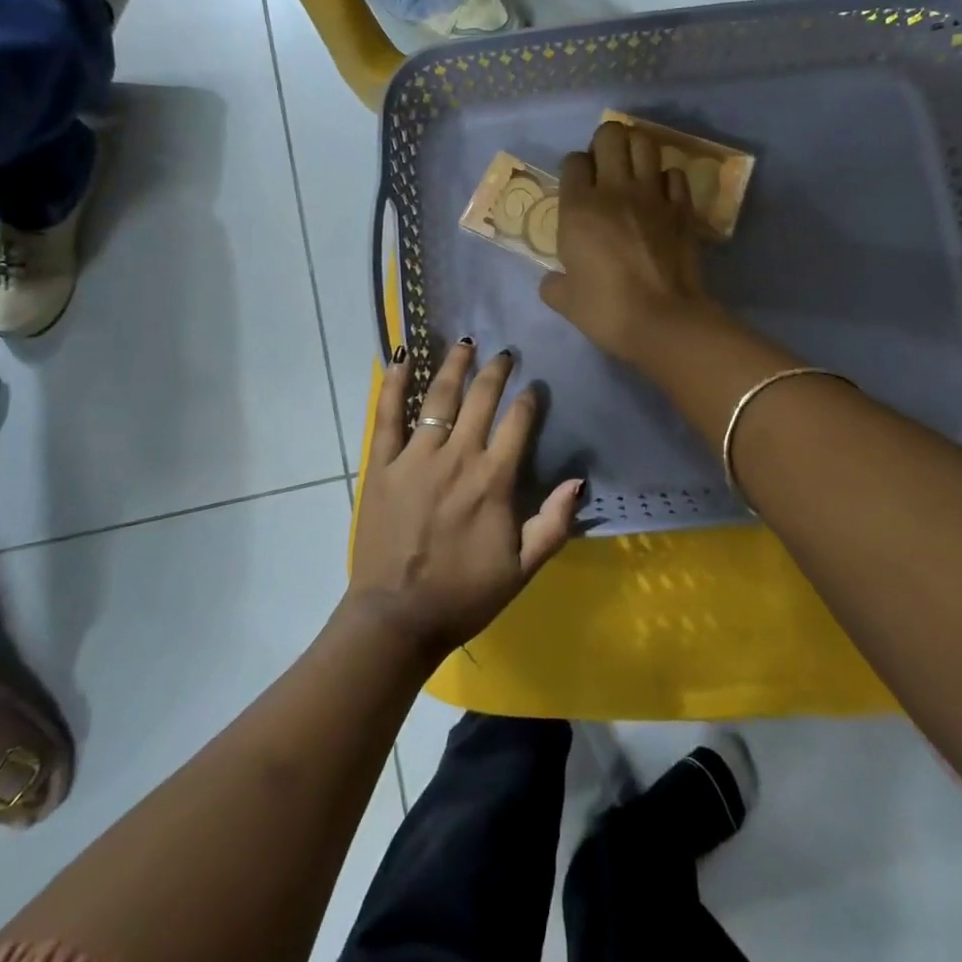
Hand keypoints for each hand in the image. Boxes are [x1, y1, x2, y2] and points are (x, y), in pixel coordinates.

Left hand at [346, 340, 582, 660]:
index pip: (517, 423)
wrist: (397, 618)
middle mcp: (457, 457)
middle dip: (496, 371)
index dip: (529, 399)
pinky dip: (393, 384)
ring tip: (464, 343)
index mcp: (493, 481)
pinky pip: (387, 415)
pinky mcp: (383, 465)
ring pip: (438, 397)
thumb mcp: (522, 570)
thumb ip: (553, 524)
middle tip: (504, 352)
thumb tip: (578, 481)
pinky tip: (400, 357)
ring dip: (453, 366)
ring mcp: (416, 457)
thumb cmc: (464, 595)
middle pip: (480, 400)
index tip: (534, 386)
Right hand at [540, 121, 715, 361]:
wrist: (662, 320)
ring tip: (632, 171)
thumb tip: (553, 280)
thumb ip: (553, 284)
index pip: (573, 160)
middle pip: (610, 135)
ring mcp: (652, 195)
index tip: (576, 188)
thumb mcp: (564, 301)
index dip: (574, 169)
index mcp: (578, 208)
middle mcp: (614, 190)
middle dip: (605, 143)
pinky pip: (674, 173)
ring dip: (636, 150)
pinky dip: (666, 179)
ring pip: (645, 142)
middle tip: (605, 168)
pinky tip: (660, 196)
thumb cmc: (606, 310)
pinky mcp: (682, 207)